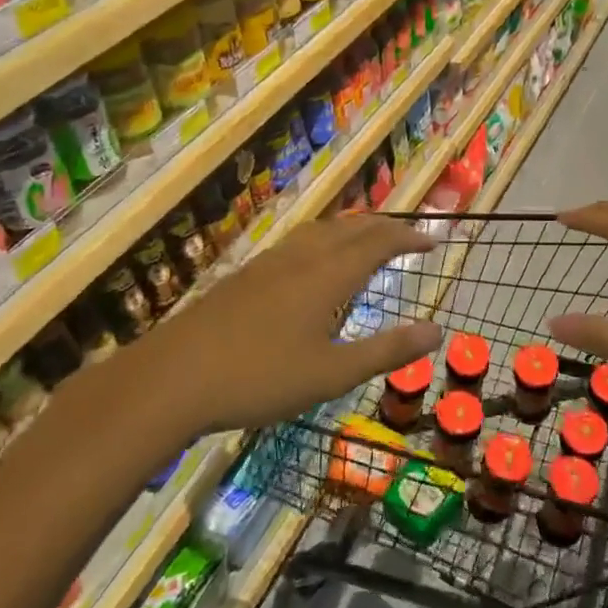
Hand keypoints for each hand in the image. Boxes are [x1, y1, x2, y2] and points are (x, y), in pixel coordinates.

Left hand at [147, 215, 441, 437]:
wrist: (170, 380)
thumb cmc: (259, 378)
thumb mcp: (331, 374)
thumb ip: (386, 351)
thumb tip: (437, 331)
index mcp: (327, 276)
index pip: (378, 242)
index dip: (409, 236)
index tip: (435, 240)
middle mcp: (301, 258)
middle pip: (351, 228)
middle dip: (384, 228)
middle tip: (407, 237)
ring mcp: (267, 264)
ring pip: (320, 231)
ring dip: (352, 229)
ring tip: (365, 241)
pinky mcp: (243, 276)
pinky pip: (296, 242)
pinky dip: (323, 240)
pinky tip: (311, 264)